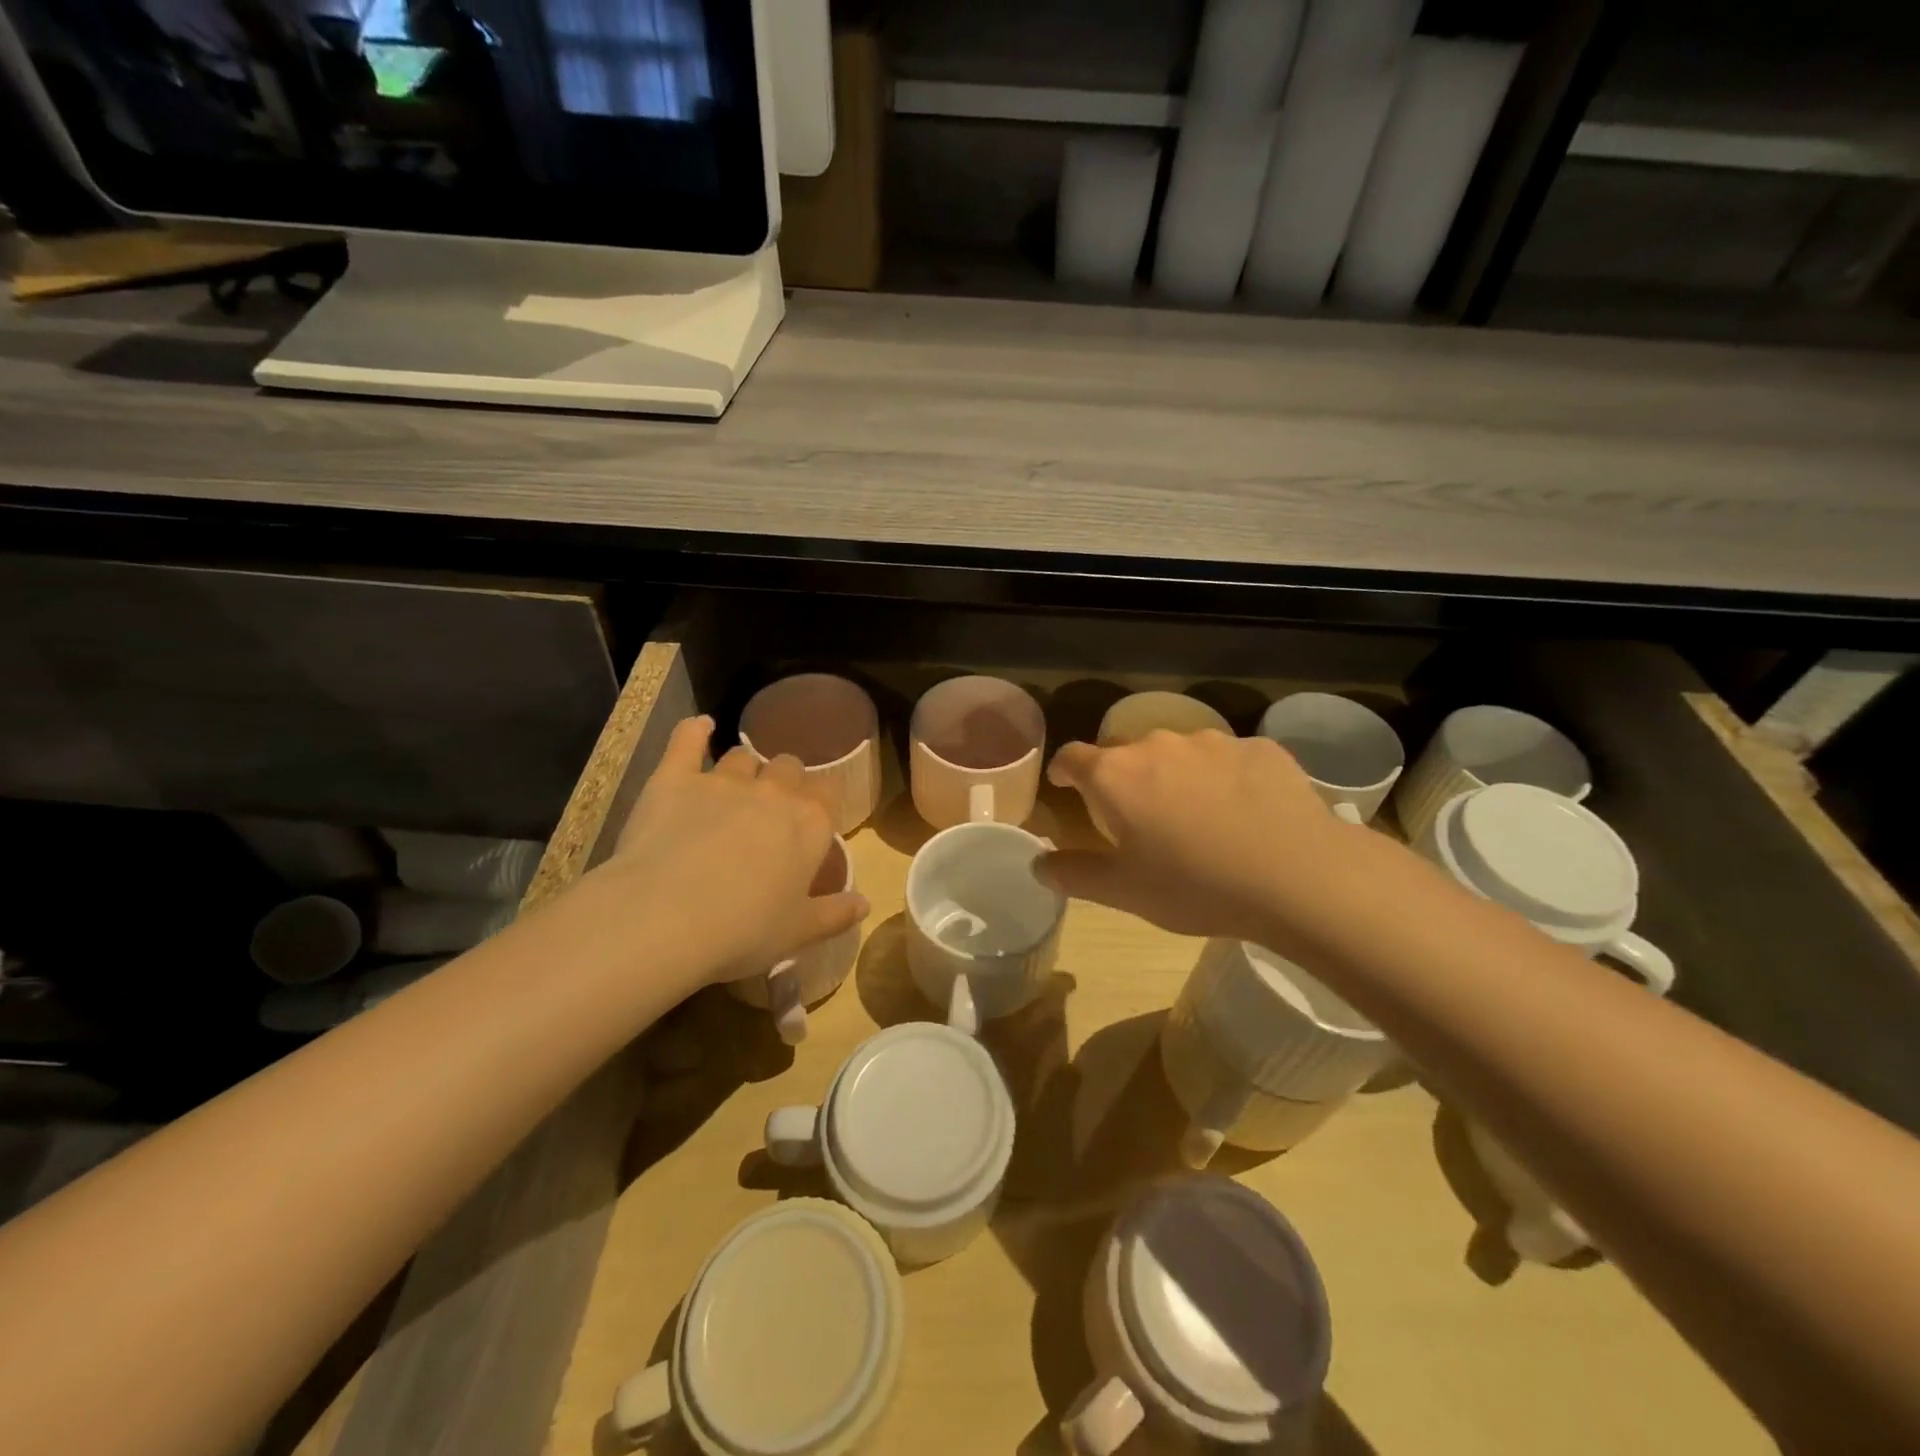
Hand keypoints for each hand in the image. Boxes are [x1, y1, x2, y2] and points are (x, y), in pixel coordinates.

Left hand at [599, 717, 868, 986]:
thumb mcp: (799, 932)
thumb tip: (865, 903)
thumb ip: (836, 913)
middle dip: (783, 781)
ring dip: (743, 769)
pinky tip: (700, 726)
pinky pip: (688, 740)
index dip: (820, 803)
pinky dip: (694, 731)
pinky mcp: (675, 778)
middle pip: (788, 767)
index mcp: (810, 823)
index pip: (828, 794)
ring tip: (732, 789)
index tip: (810, 822)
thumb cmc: (743, 931)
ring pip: (741, 757)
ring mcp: (723, 780)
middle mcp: (773, 792)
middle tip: (769, 811)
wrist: (665, 919)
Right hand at [1039, 730, 1369, 947]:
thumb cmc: (1195, 885)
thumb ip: (1074, 874)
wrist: (1298, 876)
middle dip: (1125, 780)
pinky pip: (1227, 760)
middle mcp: (1158, 745)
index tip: (1066, 785)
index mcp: (1116, 775)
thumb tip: (1039, 864)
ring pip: (1179, 753)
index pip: (1073, 758)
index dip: (1064, 771)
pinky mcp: (1259, 748)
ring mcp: (1212, 742)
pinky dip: (1224, 779)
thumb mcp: (1124, 892)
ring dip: (1175, 776)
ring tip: (1197, 817)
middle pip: (1127, 754)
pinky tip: (1244, 813)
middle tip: (1139, 818)